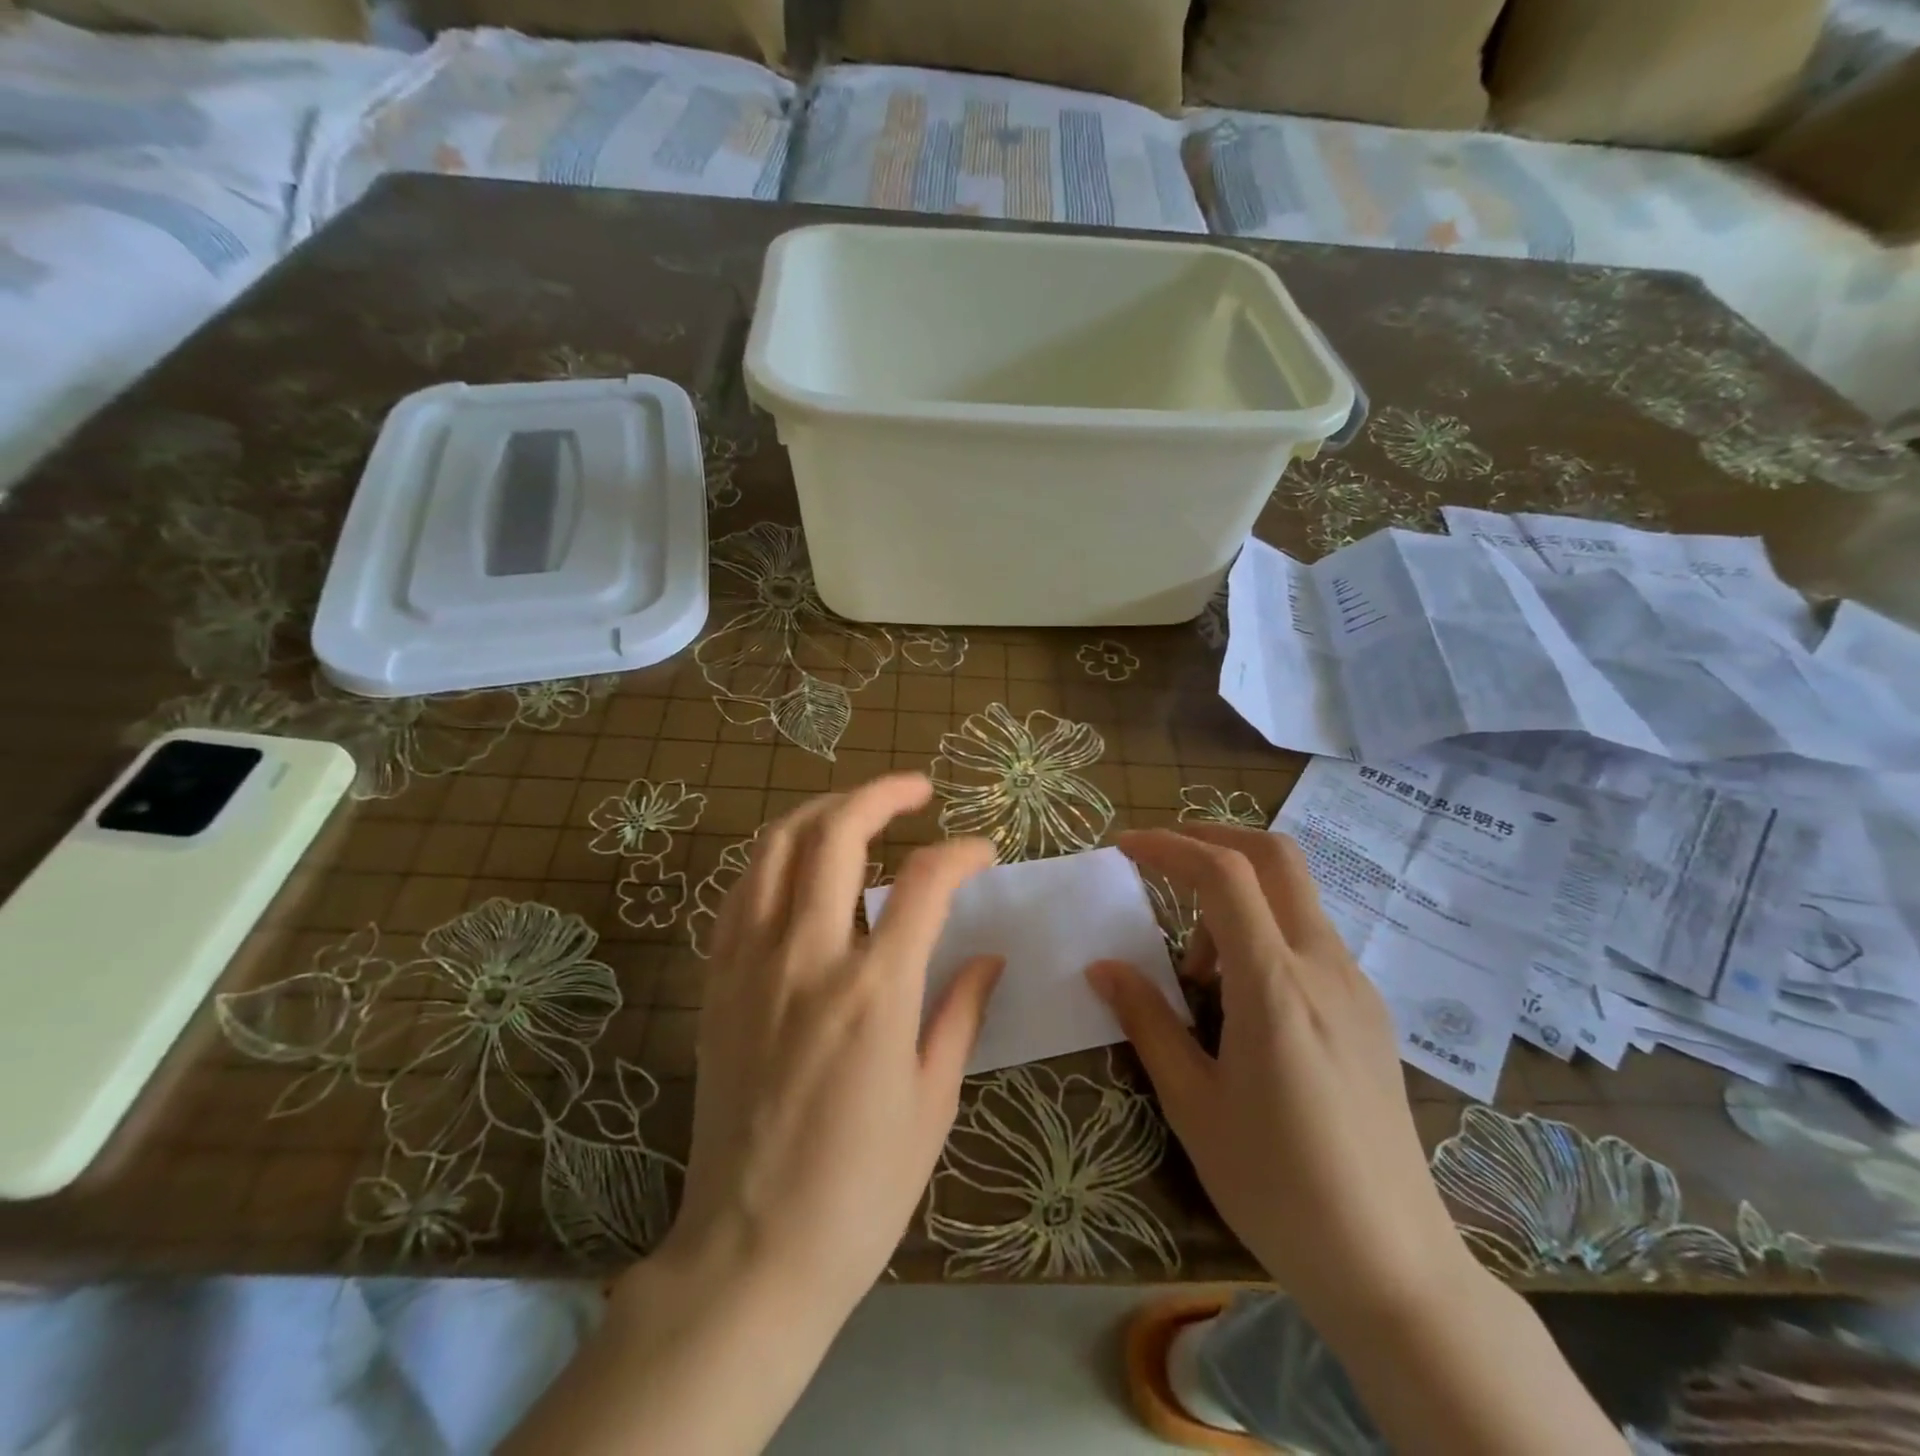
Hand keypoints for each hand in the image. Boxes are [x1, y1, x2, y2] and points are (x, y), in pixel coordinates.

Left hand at [664, 773, 1001, 1319]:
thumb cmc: (860, 1189)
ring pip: (775, 847)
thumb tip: (987, 956)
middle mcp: (807, 958)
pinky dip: (776, 859)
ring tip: (857, 812)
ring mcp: (750, 964)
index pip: (925, 881)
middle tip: (916, 789)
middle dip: (881, 794)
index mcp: (873, 991)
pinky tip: (801, 868)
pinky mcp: (716, 982)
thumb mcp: (932, 1102)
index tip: (983, 851)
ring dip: (821, 812)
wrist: (750, 1251)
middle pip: (835, 833)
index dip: (962, 851)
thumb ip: (960, 1012)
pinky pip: (741, 892)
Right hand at [1088, 825, 1475, 1328]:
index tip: (1124, 847)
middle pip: (1276, 856)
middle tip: (1160, 860)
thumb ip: (1147, 1020)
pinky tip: (1240, 996)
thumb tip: (1102, 966)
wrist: (1394, 1268)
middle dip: (1213, 838)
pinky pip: (1310, 938)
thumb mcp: (1192, 1104)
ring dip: (1237, 896)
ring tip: (1195, 967)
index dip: (1169, 846)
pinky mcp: (1370, 1011)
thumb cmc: (1276, 1187)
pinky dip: (1263, 930)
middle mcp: (1323, 967)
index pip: (1223, 875)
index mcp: (1274, 986)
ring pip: (1295, 896)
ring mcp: (1356, 986)